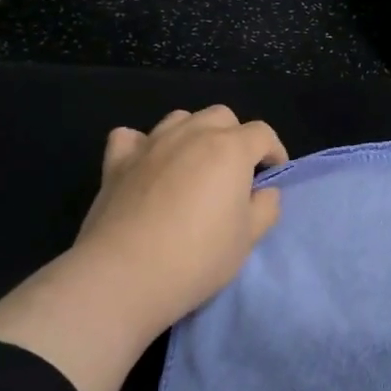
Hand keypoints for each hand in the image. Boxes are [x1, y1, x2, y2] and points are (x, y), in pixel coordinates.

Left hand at [71, 105, 288, 334]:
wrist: (126, 274)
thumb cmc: (198, 256)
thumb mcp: (249, 238)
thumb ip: (265, 207)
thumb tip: (263, 192)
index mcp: (230, 148)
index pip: (262, 134)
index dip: (274, 152)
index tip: (273, 176)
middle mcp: (191, 134)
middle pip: (222, 116)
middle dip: (235, 137)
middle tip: (235, 173)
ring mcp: (150, 144)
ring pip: (180, 119)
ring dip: (194, 134)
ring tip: (194, 167)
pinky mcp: (116, 162)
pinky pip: (131, 137)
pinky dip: (143, 145)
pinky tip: (147, 165)